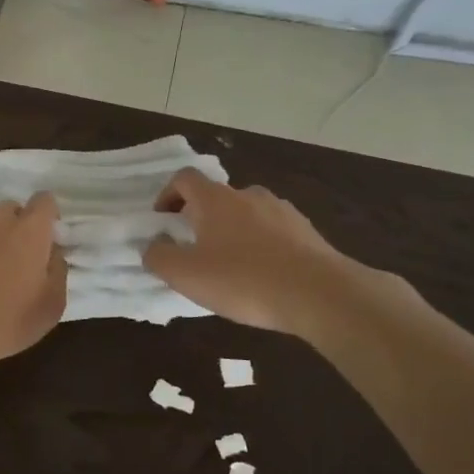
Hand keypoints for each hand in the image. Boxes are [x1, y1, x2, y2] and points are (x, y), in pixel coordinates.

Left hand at [0, 194, 66, 381]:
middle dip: (17, 228)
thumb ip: (57, 271)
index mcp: (29, 231)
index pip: (46, 202)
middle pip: (13, 210)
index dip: (48, 217)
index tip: (46, 241)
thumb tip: (53, 251)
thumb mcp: (49, 308)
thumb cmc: (1, 323)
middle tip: (14, 260)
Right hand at [143, 169, 366, 338]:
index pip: (185, 178)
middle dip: (201, 217)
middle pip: (217, 196)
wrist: (320, 294)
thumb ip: (159, 256)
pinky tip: (263, 275)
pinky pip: (274, 232)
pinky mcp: (307, 232)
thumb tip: (153, 244)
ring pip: (247, 214)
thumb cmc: (243, 280)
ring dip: (233, 231)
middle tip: (194, 249)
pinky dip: (262, 245)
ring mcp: (282, 211)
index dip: (168, 195)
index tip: (163, 220)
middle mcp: (248, 195)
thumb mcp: (186, 275)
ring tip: (231, 265)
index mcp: (215, 199)